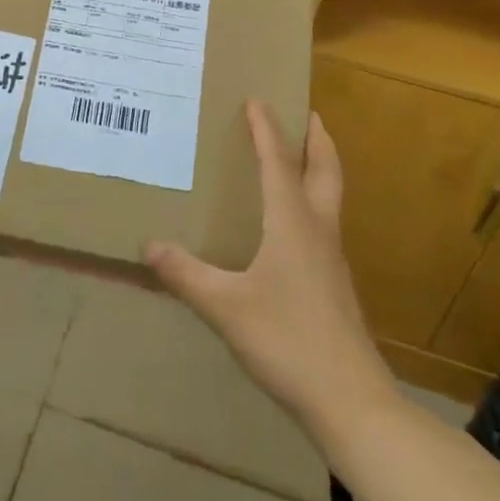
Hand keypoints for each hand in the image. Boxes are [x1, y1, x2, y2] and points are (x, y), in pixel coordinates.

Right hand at [146, 102, 395, 442]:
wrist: (350, 401)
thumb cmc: (287, 341)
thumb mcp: (225, 307)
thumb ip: (186, 274)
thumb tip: (149, 245)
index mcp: (292, 223)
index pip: (278, 163)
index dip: (266, 130)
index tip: (258, 100)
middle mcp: (317, 231)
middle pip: (326, 171)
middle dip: (317, 139)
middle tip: (307, 114)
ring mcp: (332, 259)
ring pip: (330, 198)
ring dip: (319, 168)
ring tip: (299, 159)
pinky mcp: (335, 285)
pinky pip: (324, 225)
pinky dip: (312, 204)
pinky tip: (292, 226)